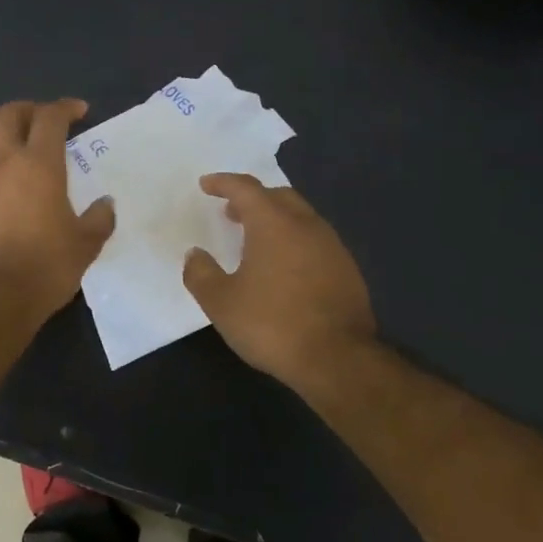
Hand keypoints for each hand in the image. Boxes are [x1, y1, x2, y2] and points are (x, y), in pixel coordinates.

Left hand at [0, 99, 115, 323]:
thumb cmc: (45, 267)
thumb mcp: (85, 246)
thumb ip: (98, 219)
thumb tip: (105, 204)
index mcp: (38, 165)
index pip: (50, 118)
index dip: (64, 108)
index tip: (78, 111)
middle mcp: (0, 164)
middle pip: (5, 115)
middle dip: (25, 110)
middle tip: (40, 120)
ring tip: (11, 155)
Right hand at [182, 173, 375, 388]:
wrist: (337, 359)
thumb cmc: (272, 324)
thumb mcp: (221, 303)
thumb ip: (201, 274)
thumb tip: (195, 255)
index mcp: (273, 224)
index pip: (246, 188)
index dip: (223, 182)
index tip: (206, 185)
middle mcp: (306, 225)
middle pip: (278, 196)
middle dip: (252, 199)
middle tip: (231, 212)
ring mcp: (332, 247)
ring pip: (301, 217)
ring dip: (275, 220)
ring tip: (256, 241)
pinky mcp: (348, 270)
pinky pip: (315, 241)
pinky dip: (294, 241)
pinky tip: (285, 268)